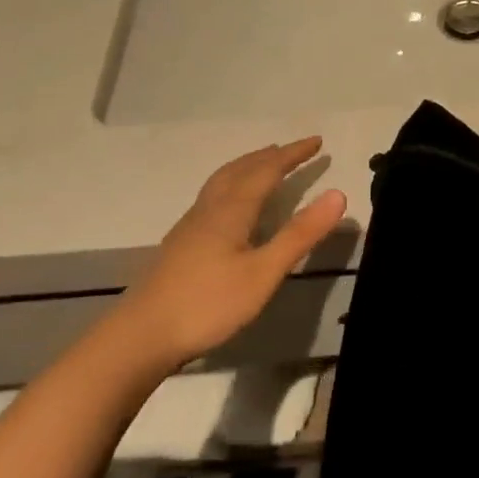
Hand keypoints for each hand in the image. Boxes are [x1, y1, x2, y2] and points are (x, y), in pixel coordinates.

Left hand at [107, 138, 347, 371]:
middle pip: (241, 169)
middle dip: (270, 156)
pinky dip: (233, 184)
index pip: (267, 170)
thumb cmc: (208, 304)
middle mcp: (210, 209)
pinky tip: (232, 206)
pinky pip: (213, 196)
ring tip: (264, 164)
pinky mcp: (181, 243)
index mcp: (232, 210)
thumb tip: (338, 194)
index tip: (318, 141)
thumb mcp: (264, 272)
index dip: (293, 154)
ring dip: (248, 166)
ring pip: (222, 181)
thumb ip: (300, 234)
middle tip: (294, 149)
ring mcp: (190, 225)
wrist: (141, 336)